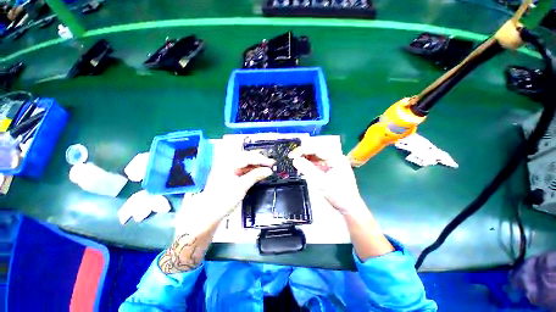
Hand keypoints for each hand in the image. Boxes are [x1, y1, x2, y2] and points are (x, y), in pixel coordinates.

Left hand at [203, 150, 274, 216]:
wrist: (209, 212)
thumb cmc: (223, 199)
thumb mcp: (242, 186)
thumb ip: (256, 176)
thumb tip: (269, 171)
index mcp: (228, 163)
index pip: (248, 157)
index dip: (262, 159)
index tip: (272, 163)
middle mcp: (227, 162)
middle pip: (247, 157)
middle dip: (259, 161)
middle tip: (271, 165)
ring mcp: (227, 168)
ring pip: (245, 162)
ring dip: (255, 165)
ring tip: (266, 169)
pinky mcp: (229, 174)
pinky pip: (242, 168)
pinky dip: (250, 170)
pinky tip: (257, 173)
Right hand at [289, 146, 367, 215]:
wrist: (350, 208)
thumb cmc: (338, 195)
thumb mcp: (321, 182)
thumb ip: (307, 169)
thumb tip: (294, 160)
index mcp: (336, 158)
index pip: (317, 148)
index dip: (303, 150)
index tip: (291, 155)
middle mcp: (335, 157)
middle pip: (317, 149)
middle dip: (304, 152)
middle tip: (292, 157)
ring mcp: (334, 162)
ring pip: (317, 155)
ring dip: (306, 157)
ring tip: (296, 161)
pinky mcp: (331, 168)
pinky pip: (318, 161)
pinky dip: (310, 163)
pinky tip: (303, 166)